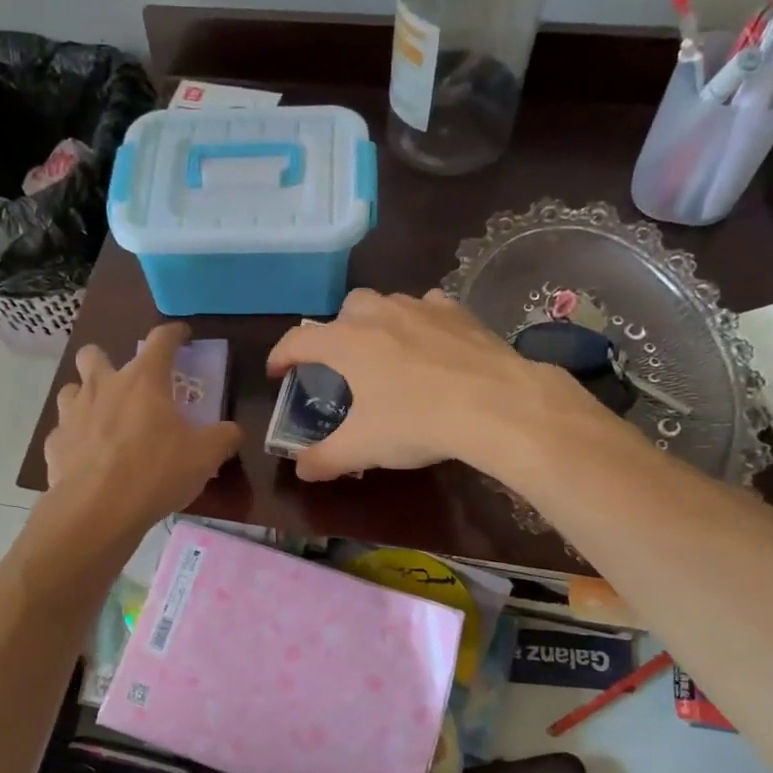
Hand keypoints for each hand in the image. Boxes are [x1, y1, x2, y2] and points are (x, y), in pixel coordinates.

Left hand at [42, 323, 242, 535]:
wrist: (98, 509)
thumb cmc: (156, 472)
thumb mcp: (205, 456)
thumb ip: (223, 437)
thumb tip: (232, 431)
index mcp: (143, 381)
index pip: (160, 340)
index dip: (173, 333)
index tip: (181, 334)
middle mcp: (103, 387)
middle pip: (94, 354)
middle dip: (106, 360)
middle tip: (125, 383)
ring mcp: (72, 414)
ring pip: (71, 389)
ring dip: (85, 397)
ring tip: (102, 418)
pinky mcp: (54, 444)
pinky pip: (62, 432)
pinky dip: (74, 439)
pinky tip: (87, 456)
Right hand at [266, 289, 594, 481]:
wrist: (496, 404)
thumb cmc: (416, 421)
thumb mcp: (361, 448)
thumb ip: (324, 459)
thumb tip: (301, 469)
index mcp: (346, 341)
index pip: (298, 340)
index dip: (281, 356)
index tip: (277, 373)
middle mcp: (378, 314)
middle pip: (344, 310)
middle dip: (335, 332)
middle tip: (342, 364)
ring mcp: (421, 307)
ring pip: (387, 303)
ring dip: (377, 323)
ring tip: (385, 353)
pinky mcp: (458, 313)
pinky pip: (428, 307)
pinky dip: (419, 322)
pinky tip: (429, 344)